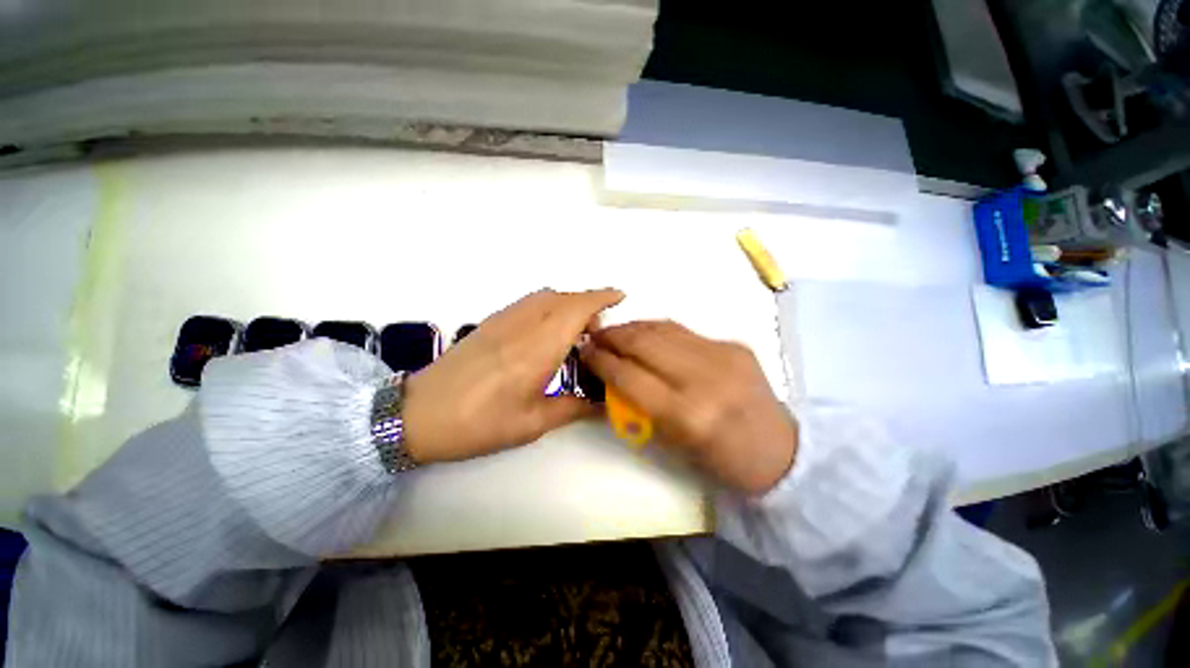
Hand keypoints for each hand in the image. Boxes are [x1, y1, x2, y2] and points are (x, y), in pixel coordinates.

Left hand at [401, 288, 623, 463]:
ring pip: (545, 296)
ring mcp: (503, 320)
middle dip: (589, 304)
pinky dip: (549, 306)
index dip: (601, 297)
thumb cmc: (479, 423)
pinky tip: (547, 332)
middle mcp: (523, 324)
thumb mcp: (532, 424)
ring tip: (576, 332)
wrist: (418, 414)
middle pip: (563, 297)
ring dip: (568, 303)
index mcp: (538, 348)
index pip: (576, 309)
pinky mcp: (490, 322)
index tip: (620, 297)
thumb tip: (602, 404)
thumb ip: (572, 408)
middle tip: (598, 334)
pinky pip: (529, 302)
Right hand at [582, 321, 797, 494]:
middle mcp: (705, 378)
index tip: (585, 352)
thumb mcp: (673, 445)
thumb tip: (614, 375)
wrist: (782, 453)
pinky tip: (647, 334)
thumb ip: (640, 407)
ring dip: (633, 327)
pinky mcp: (734, 345)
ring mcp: (723, 356)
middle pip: (645, 343)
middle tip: (596, 335)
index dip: (602, 361)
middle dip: (613, 335)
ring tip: (617, 330)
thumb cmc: (722, 461)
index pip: (630, 376)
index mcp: (687, 415)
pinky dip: (658, 329)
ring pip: (664, 329)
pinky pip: (685, 330)